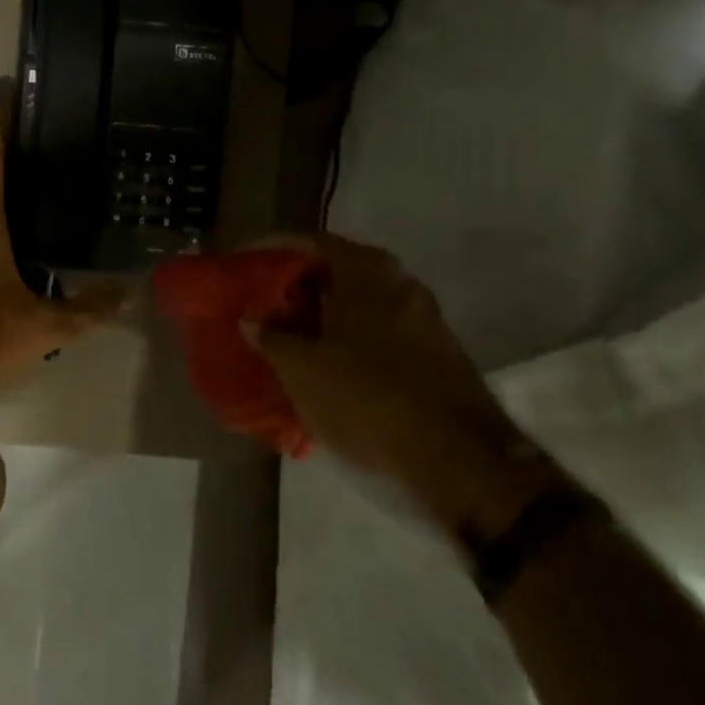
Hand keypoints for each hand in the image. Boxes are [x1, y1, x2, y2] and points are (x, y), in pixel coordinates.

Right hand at [250, 235, 563, 534]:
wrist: (460, 462)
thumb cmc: (367, 399)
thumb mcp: (302, 370)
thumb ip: (271, 338)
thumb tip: (252, 320)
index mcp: (367, 273)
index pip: (310, 242)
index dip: (272, 249)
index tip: (244, 263)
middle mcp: (400, 284)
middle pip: (337, 271)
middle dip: (296, 286)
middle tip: (261, 303)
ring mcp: (423, 320)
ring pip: (359, 305)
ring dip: (322, 316)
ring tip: (285, 337)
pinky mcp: (435, 355)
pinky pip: (378, 333)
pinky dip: (347, 340)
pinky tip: (323, 366)